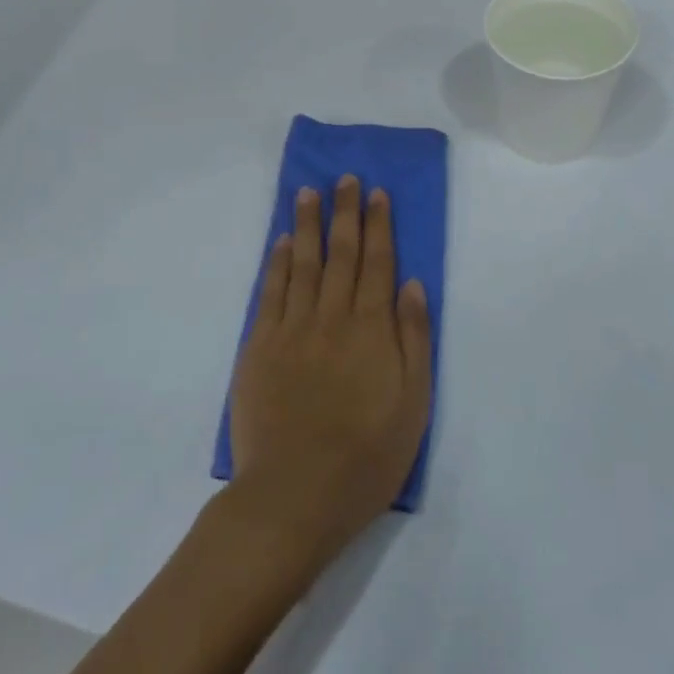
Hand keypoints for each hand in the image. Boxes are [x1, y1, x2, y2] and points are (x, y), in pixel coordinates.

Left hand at [229, 175, 432, 568]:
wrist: (294, 495)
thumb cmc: (366, 457)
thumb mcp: (414, 405)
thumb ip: (414, 339)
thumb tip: (411, 284)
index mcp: (372, 329)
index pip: (378, 263)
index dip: (378, 225)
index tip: (376, 193)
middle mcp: (332, 317)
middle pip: (341, 253)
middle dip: (345, 212)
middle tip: (345, 178)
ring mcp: (292, 329)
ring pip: (302, 263)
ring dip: (307, 224)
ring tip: (308, 192)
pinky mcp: (259, 346)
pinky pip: (270, 292)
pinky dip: (276, 263)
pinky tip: (280, 242)